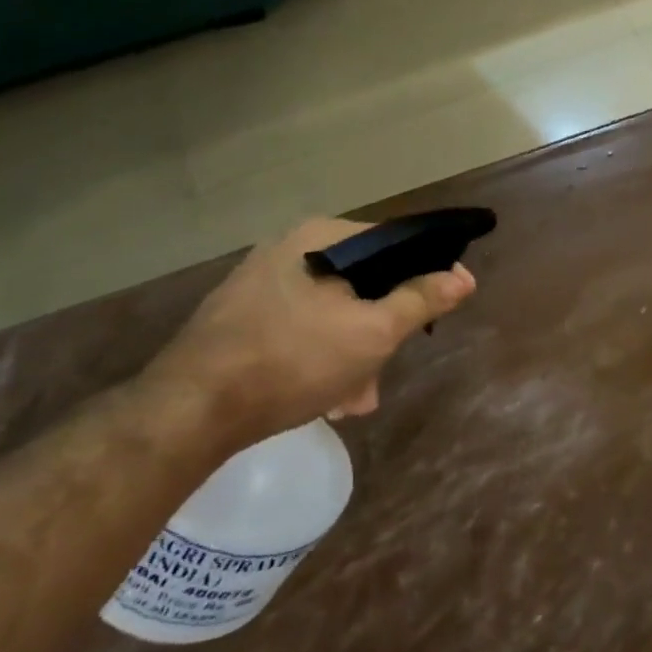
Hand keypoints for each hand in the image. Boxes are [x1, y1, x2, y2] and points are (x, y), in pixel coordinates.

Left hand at [145, 218, 475, 445]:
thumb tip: (464, 276)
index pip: (394, 241)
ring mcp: (258, 283)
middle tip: (386, 369)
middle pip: (362, 281)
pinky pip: (300, 325)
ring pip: (332, 309)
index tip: (439, 308)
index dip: (425, 272)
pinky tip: (325, 395)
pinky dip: (321, 352)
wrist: (187, 413)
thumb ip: (423, 299)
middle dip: (382, 327)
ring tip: (355, 398)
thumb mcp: (374, 331)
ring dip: (354, 350)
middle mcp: (289, 249)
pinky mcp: (238, 317)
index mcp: (322, 238)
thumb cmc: (294, 359)